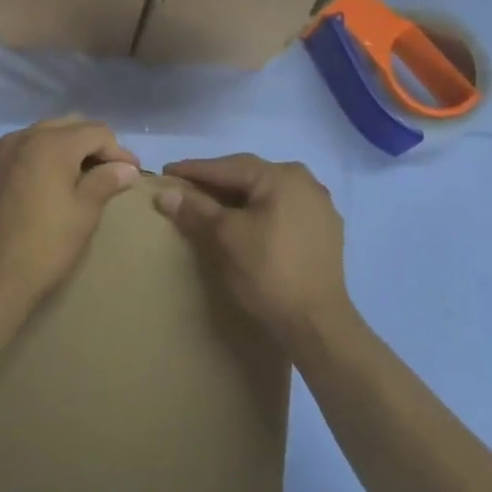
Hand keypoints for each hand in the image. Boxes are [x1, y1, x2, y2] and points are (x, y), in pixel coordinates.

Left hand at [0, 117, 141, 307]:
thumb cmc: (47, 244)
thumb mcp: (85, 212)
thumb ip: (107, 180)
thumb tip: (127, 168)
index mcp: (51, 144)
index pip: (95, 132)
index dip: (118, 150)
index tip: (132, 172)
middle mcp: (23, 137)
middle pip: (69, 125)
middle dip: (93, 143)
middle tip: (110, 170)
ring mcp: (1, 152)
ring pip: (44, 133)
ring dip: (67, 146)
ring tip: (82, 174)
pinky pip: (22, 148)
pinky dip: (41, 155)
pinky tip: (50, 180)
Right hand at [156, 155, 352, 346]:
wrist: (316, 325)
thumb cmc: (268, 273)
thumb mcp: (226, 237)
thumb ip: (196, 209)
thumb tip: (165, 193)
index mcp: (283, 176)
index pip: (228, 167)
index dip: (194, 170)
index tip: (166, 171)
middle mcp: (306, 182)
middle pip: (250, 177)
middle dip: (217, 182)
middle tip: (186, 188)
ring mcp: (320, 207)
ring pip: (267, 194)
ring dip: (238, 198)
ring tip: (211, 205)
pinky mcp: (325, 231)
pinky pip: (283, 211)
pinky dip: (259, 213)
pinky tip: (246, 224)